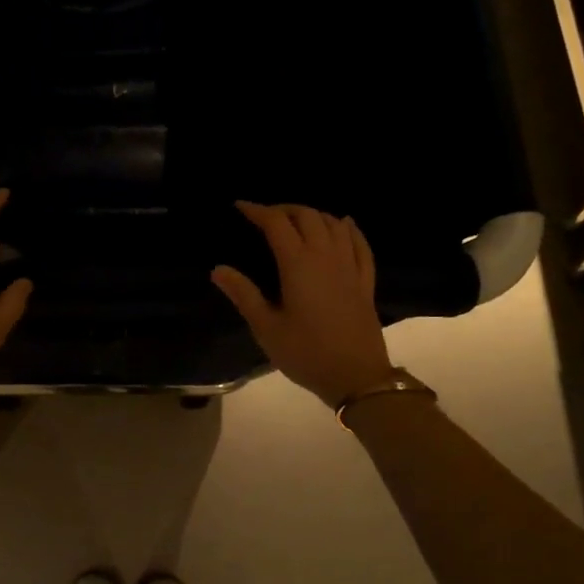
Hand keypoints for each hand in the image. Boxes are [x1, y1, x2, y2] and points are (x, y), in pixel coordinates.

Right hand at [211, 201, 395, 408]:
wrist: (356, 376)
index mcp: (298, 264)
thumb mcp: (266, 327)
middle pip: (307, 216)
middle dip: (284, 209)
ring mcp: (350, 266)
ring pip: (334, 224)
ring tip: (296, 220)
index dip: (257, 210)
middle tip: (265, 215)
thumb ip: (243, 294)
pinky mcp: (365, 280)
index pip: (276, 223)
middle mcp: (326, 256)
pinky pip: (359, 243)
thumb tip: (218, 269)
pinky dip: (348, 228)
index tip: (240, 207)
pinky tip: (343, 224)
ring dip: (313, 214)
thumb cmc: (306, 353)